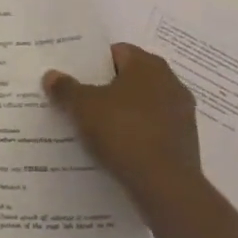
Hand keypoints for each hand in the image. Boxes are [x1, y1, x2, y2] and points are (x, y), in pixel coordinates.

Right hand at [44, 43, 203, 197]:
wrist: (165, 185)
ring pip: (143, 105)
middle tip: (82, 101)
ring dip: (124, 112)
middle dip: (108, 88)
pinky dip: (138, 134)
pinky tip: (118, 148)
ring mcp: (182, 113)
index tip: (76, 77)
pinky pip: (154, 129)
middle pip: (131, 78)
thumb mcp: (82, 107)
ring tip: (97, 128)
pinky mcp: (186, 142)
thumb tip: (51, 75)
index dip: (94, 63)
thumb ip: (65, 88)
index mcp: (148, 65)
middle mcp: (170, 82)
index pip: (117, 52)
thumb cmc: (122, 131)